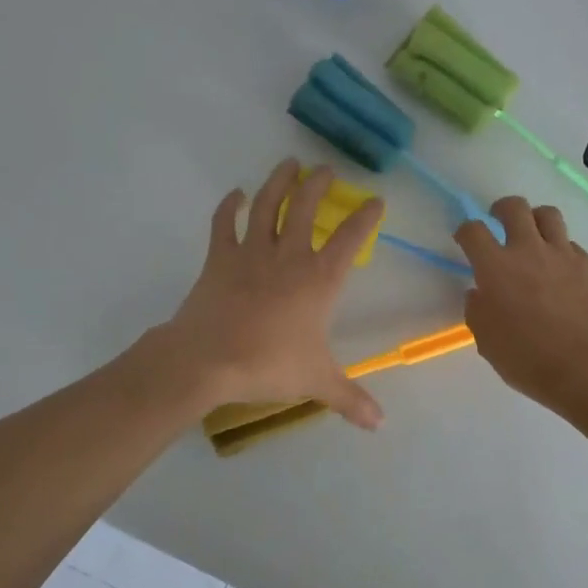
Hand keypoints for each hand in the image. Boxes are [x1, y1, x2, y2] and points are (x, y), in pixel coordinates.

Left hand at [159, 159, 385, 428]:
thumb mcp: (316, 382)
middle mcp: (289, 256)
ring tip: (289, 163)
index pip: (350, 238)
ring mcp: (251, 252)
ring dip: (279, 181)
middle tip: (326, 170)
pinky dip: (229, 206)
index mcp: (319, 279)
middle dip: (318, 185)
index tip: (376, 200)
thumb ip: (350, 398)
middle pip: (306, 207)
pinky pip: (224, 224)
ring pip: (268, 205)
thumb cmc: (268, 365)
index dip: (365, 217)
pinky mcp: (219, 257)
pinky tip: (235, 194)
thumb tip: (380, 424)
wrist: (207, 360)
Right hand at [455, 196, 587, 415]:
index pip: (473, 231)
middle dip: (501, 209)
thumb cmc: (528, 359)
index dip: (465, 231)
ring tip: (533, 236)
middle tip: (499, 222)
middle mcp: (529, 250)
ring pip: (548, 215)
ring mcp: (563, 255)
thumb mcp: (486, 340)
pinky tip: (559, 272)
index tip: (465, 240)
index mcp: (496, 267)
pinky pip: (571, 245)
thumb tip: (481, 294)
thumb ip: (478, 310)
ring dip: (535, 220)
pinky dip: (560, 250)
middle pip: (514, 207)